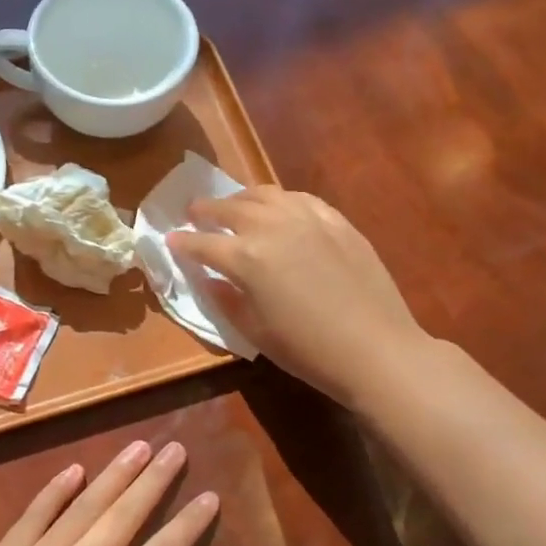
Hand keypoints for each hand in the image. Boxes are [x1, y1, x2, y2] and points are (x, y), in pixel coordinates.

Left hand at [0, 441, 215, 545]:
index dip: (186, 525)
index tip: (209, 496)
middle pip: (123, 517)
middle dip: (153, 481)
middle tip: (176, 449)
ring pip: (84, 507)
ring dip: (114, 475)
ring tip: (138, 446)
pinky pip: (34, 515)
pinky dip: (55, 491)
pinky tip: (74, 470)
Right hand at [168, 186, 428, 407]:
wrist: (375, 349)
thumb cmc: (307, 350)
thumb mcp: (254, 331)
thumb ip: (225, 299)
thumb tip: (209, 278)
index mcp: (245, 257)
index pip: (202, 243)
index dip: (182, 242)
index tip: (170, 240)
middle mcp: (272, 227)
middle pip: (229, 208)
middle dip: (206, 210)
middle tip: (194, 213)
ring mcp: (308, 219)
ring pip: (264, 195)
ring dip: (241, 198)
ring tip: (233, 204)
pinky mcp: (337, 222)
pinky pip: (299, 199)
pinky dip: (279, 200)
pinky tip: (278, 208)